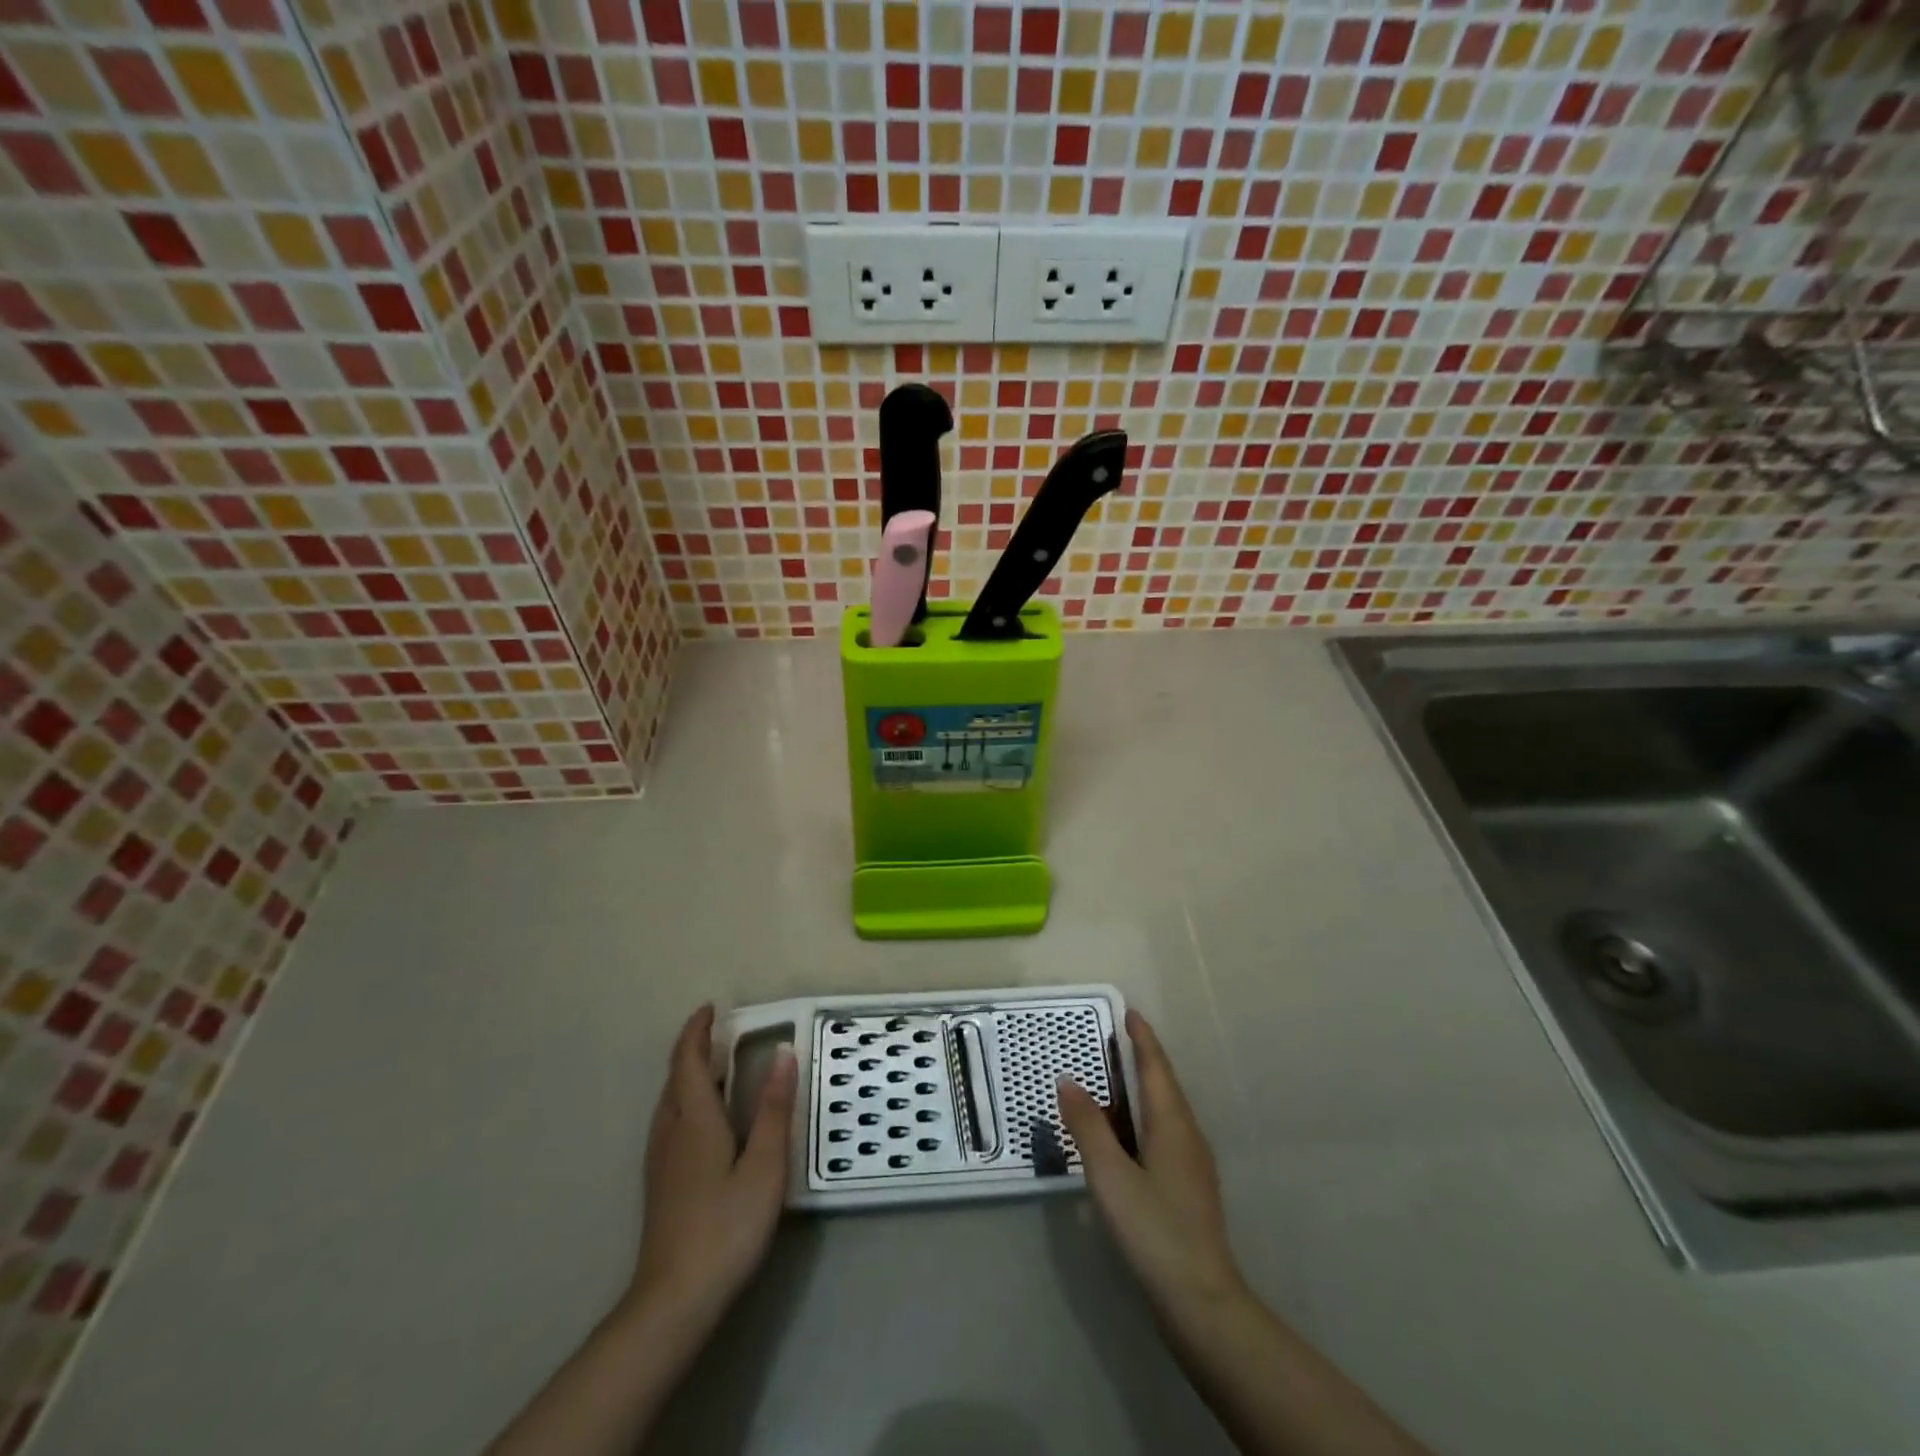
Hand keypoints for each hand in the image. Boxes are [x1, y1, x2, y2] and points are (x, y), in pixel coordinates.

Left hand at [627, 1004, 796, 1329]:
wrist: (673, 1300)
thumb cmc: (725, 1227)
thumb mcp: (764, 1166)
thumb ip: (773, 1109)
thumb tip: (783, 1053)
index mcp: (695, 1121)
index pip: (689, 1062)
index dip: (697, 1032)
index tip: (710, 1008)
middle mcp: (671, 1132)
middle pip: (675, 1079)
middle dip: (691, 1049)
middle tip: (718, 1032)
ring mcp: (661, 1161)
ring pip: (669, 1102)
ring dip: (687, 1075)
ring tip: (713, 1067)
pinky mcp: (661, 1184)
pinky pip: (670, 1122)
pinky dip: (685, 1100)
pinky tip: (702, 1120)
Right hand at [1059, 1009, 1245, 1321]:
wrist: (1201, 1302)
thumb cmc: (1154, 1230)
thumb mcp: (1110, 1175)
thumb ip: (1088, 1126)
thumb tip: (1069, 1081)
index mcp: (1171, 1123)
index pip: (1155, 1067)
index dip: (1142, 1039)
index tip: (1129, 1013)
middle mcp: (1187, 1135)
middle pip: (1164, 1085)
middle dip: (1142, 1059)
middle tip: (1112, 1040)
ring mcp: (1192, 1164)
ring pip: (1165, 1111)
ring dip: (1142, 1089)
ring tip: (1114, 1081)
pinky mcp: (1189, 1188)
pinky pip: (1164, 1134)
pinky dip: (1143, 1118)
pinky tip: (1126, 1137)